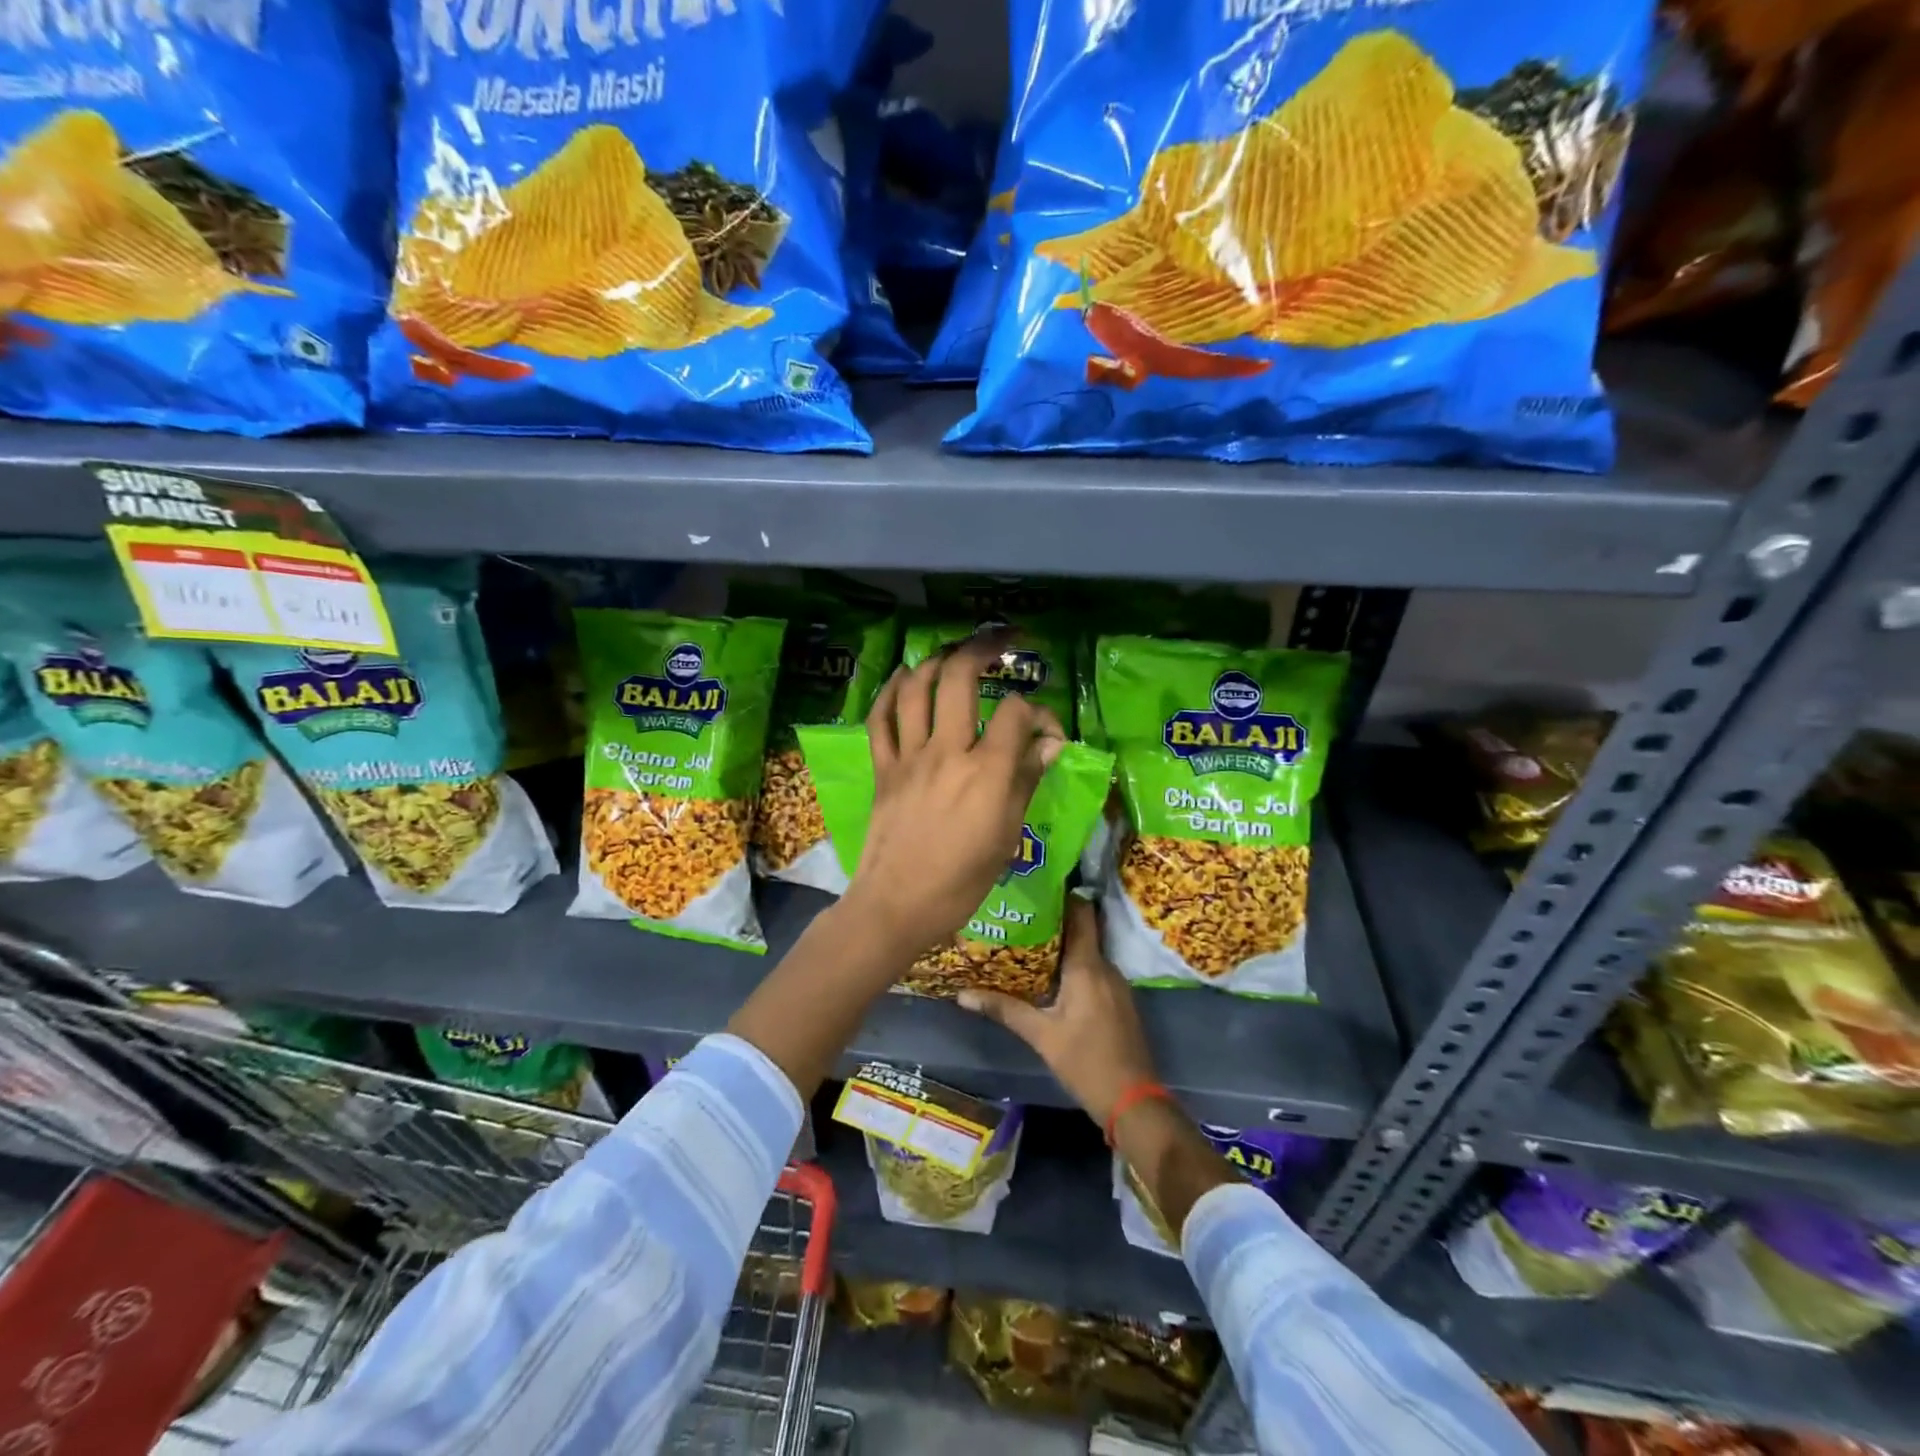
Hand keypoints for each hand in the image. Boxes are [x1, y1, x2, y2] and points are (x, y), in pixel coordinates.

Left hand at [840, 634, 1064, 958]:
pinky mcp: (883, 768)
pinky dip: (891, 692)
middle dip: (983, 649)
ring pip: (916, 688)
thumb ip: (1026, 782)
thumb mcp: (1006, 837)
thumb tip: (1050, 744)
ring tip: (953, 653)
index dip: (1038, 712)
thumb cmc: (961, 882)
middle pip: (959, 679)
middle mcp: (947, 752)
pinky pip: (880, 718)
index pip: (1016, 713)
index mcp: (987, 773)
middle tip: (1001, 641)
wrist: (896, 905)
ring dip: (935, 660)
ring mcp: (909, 757)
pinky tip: (904, 678)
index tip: (1047, 733)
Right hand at [958, 896, 1156, 1126]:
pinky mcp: (1118, 1000)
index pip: (1081, 913)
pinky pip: (1094, 969)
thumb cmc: (1086, 1062)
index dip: (1062, 896)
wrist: (1133, 1100)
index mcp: (1088, 966)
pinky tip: (1049, 975)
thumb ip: (1004, 1009)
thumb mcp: (1041, 1035)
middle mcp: (1106, 966)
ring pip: (1087, 951)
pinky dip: (1073, 965)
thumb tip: (962, 995)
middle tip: (1020, 914)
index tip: (1036, 887)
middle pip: (1082, 930)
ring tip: (1027, 940)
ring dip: (1062, 945)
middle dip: (1053, 921)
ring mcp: (1116, 984)